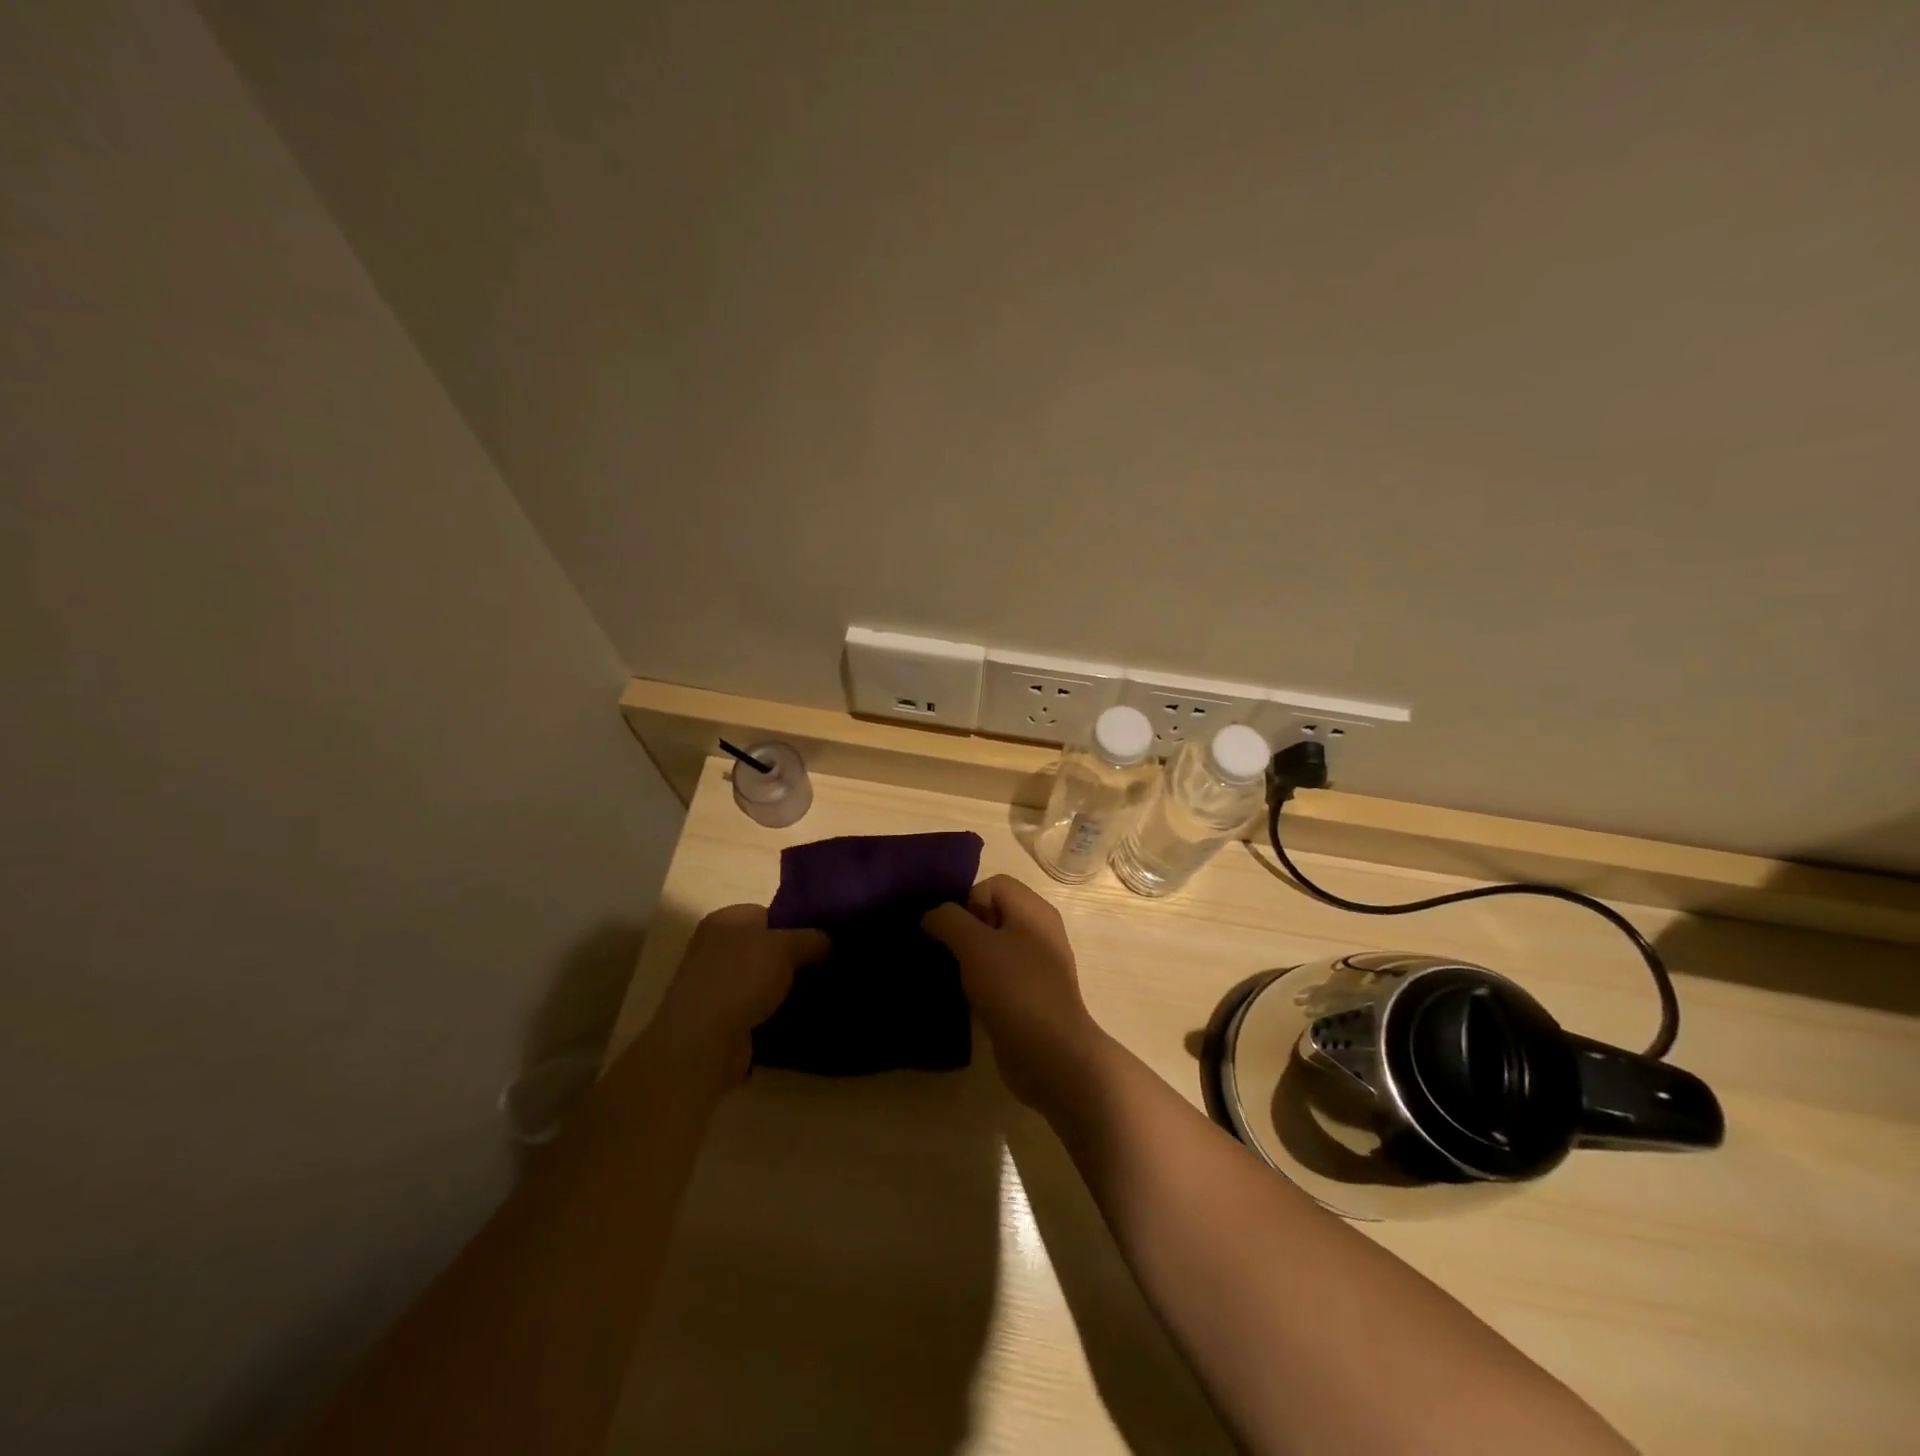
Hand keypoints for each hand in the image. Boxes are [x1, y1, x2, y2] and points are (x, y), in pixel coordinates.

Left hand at [648, 905, 829, 1089]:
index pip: (769, 913)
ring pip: (763, 979)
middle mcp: (715, 948)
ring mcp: (714, 985)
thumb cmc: (740, 980)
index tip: (824, 940)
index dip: (797, 924)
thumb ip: (812, 938)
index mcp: (724, 920)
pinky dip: (774, 1011)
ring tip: (819, 992)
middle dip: (794, 958)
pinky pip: (756, 1007)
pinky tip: (798, 1015)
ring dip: (785, 987)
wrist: (702, 1045)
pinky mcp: (718, 1018)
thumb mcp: (786, 947)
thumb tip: (830, 941)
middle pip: (766, 947)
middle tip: (826, 966)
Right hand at [922, 875, 1105, 1107]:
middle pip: (992, 914)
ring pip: (994, 947)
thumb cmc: (1014, 989)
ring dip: (970, 959)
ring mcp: (1038, 965)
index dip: (967, 902)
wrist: (1051, 1054)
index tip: (954, 933)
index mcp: (1034, 910)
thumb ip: (948, 920)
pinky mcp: (1032, 995)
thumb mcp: (974, 945)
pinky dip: (982, 982)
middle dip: (964, 930)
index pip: (992, 884)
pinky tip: (969, 1000)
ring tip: (954, 978)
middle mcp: (1040, 931)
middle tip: (948, 954)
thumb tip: (932, 915)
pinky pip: (1000, 976)